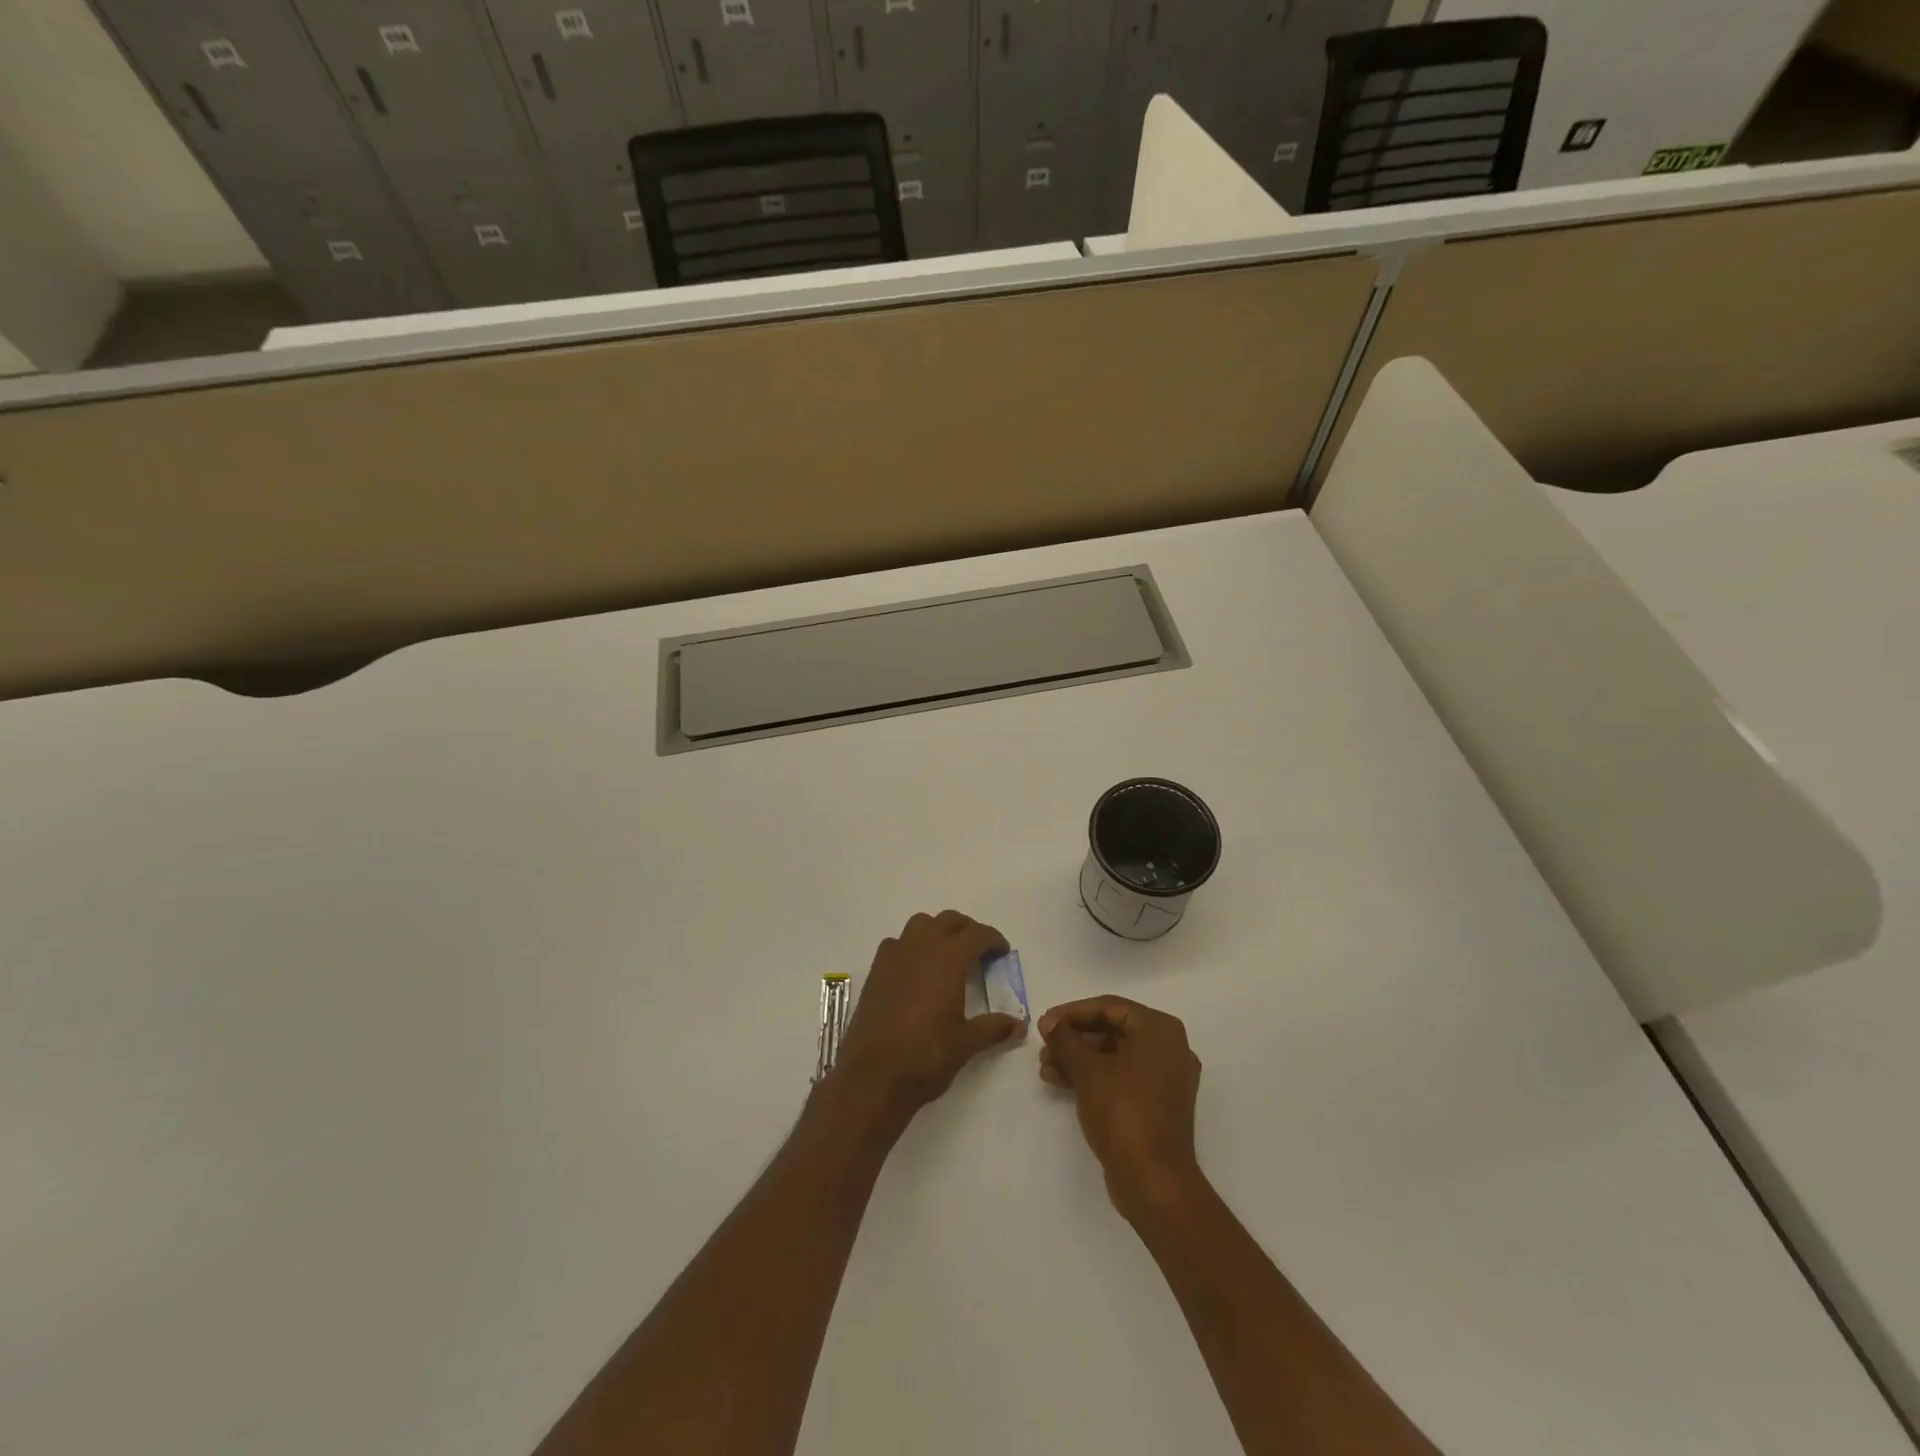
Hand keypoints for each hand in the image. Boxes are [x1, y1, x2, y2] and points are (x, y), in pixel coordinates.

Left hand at [833, 911, 1024, 1119]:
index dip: (993, 939)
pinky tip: (916, 972)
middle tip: (978, 951)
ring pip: (920, 924)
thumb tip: (1019, 1025)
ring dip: (937, 931)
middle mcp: (920, 948)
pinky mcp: (875, 971)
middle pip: (947, 921)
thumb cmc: (926, 1056)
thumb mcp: (966, 1043)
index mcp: (948, 959)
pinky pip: (897, 943)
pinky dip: (911, 947)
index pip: (976, 934)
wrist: (872, 1076)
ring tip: (947, 956)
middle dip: (966, 930)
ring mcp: (894, 957)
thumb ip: (993, 1028)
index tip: (1002, 951)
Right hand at [1040, 996, 1203, 1220]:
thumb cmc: (1123, 1112)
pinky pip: (1121, 1078)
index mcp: (1160, 1030)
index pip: (1109, 1007)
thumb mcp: (1088, 1070)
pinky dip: (1093, 1077)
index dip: (1072, 1013)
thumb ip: (1066, 1039)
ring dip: (1078, 1058)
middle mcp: (1169, 1048)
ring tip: (1046, 1067)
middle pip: (1112, 1030)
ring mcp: (1165, 1079)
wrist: (1154, 1182)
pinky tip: (1059, 1082)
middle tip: (1044, 1046)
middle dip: (1074, 1038)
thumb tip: (1052, 1024)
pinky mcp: (1157, 1105)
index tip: (1044, 1024)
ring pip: (1114, 1056)